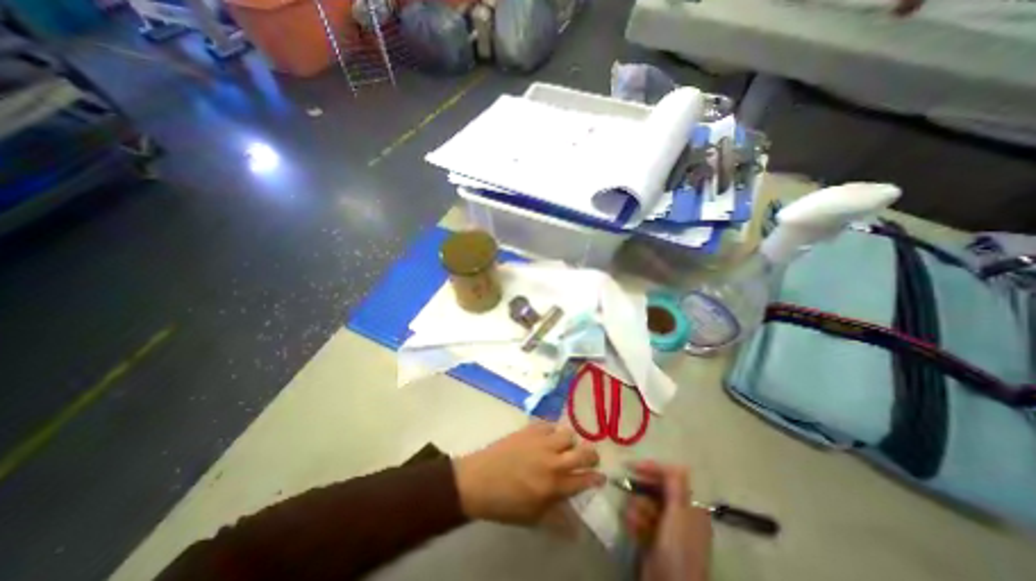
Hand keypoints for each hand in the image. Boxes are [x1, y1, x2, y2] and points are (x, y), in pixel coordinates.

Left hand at [455, 422, 607, 525]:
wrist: (479, 479)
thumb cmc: (506, 503)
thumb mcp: (533, 518)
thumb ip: (558, 519)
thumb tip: (578, 530)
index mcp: (554, 485)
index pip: (585, 479)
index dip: (596, 478)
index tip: (602, 477)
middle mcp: (552, 460)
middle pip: (583, 452)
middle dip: (592, 455)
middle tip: (590, 457)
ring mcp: (541, 441)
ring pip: (568, 434)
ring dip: (571, 441)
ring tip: (566, 446)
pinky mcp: (530, 429)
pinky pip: (550, 424)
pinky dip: (553, 430)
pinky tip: (549, 436)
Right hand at [622, 462, 713, 580]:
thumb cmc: (678, 550)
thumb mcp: (678, 515)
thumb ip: (676, 487)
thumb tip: (680, 463)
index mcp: (690, 506)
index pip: (670, 477)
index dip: (652, 469)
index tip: (632, 466)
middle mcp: (678, 514)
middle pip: (654, 489)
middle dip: (641, 493)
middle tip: (632, 496)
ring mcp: (664, 526)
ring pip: (643, 502)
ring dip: (637, 510)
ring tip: (638, 524)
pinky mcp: (651, 537)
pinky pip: (638, 518)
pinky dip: (635, 522)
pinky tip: (635, 532)